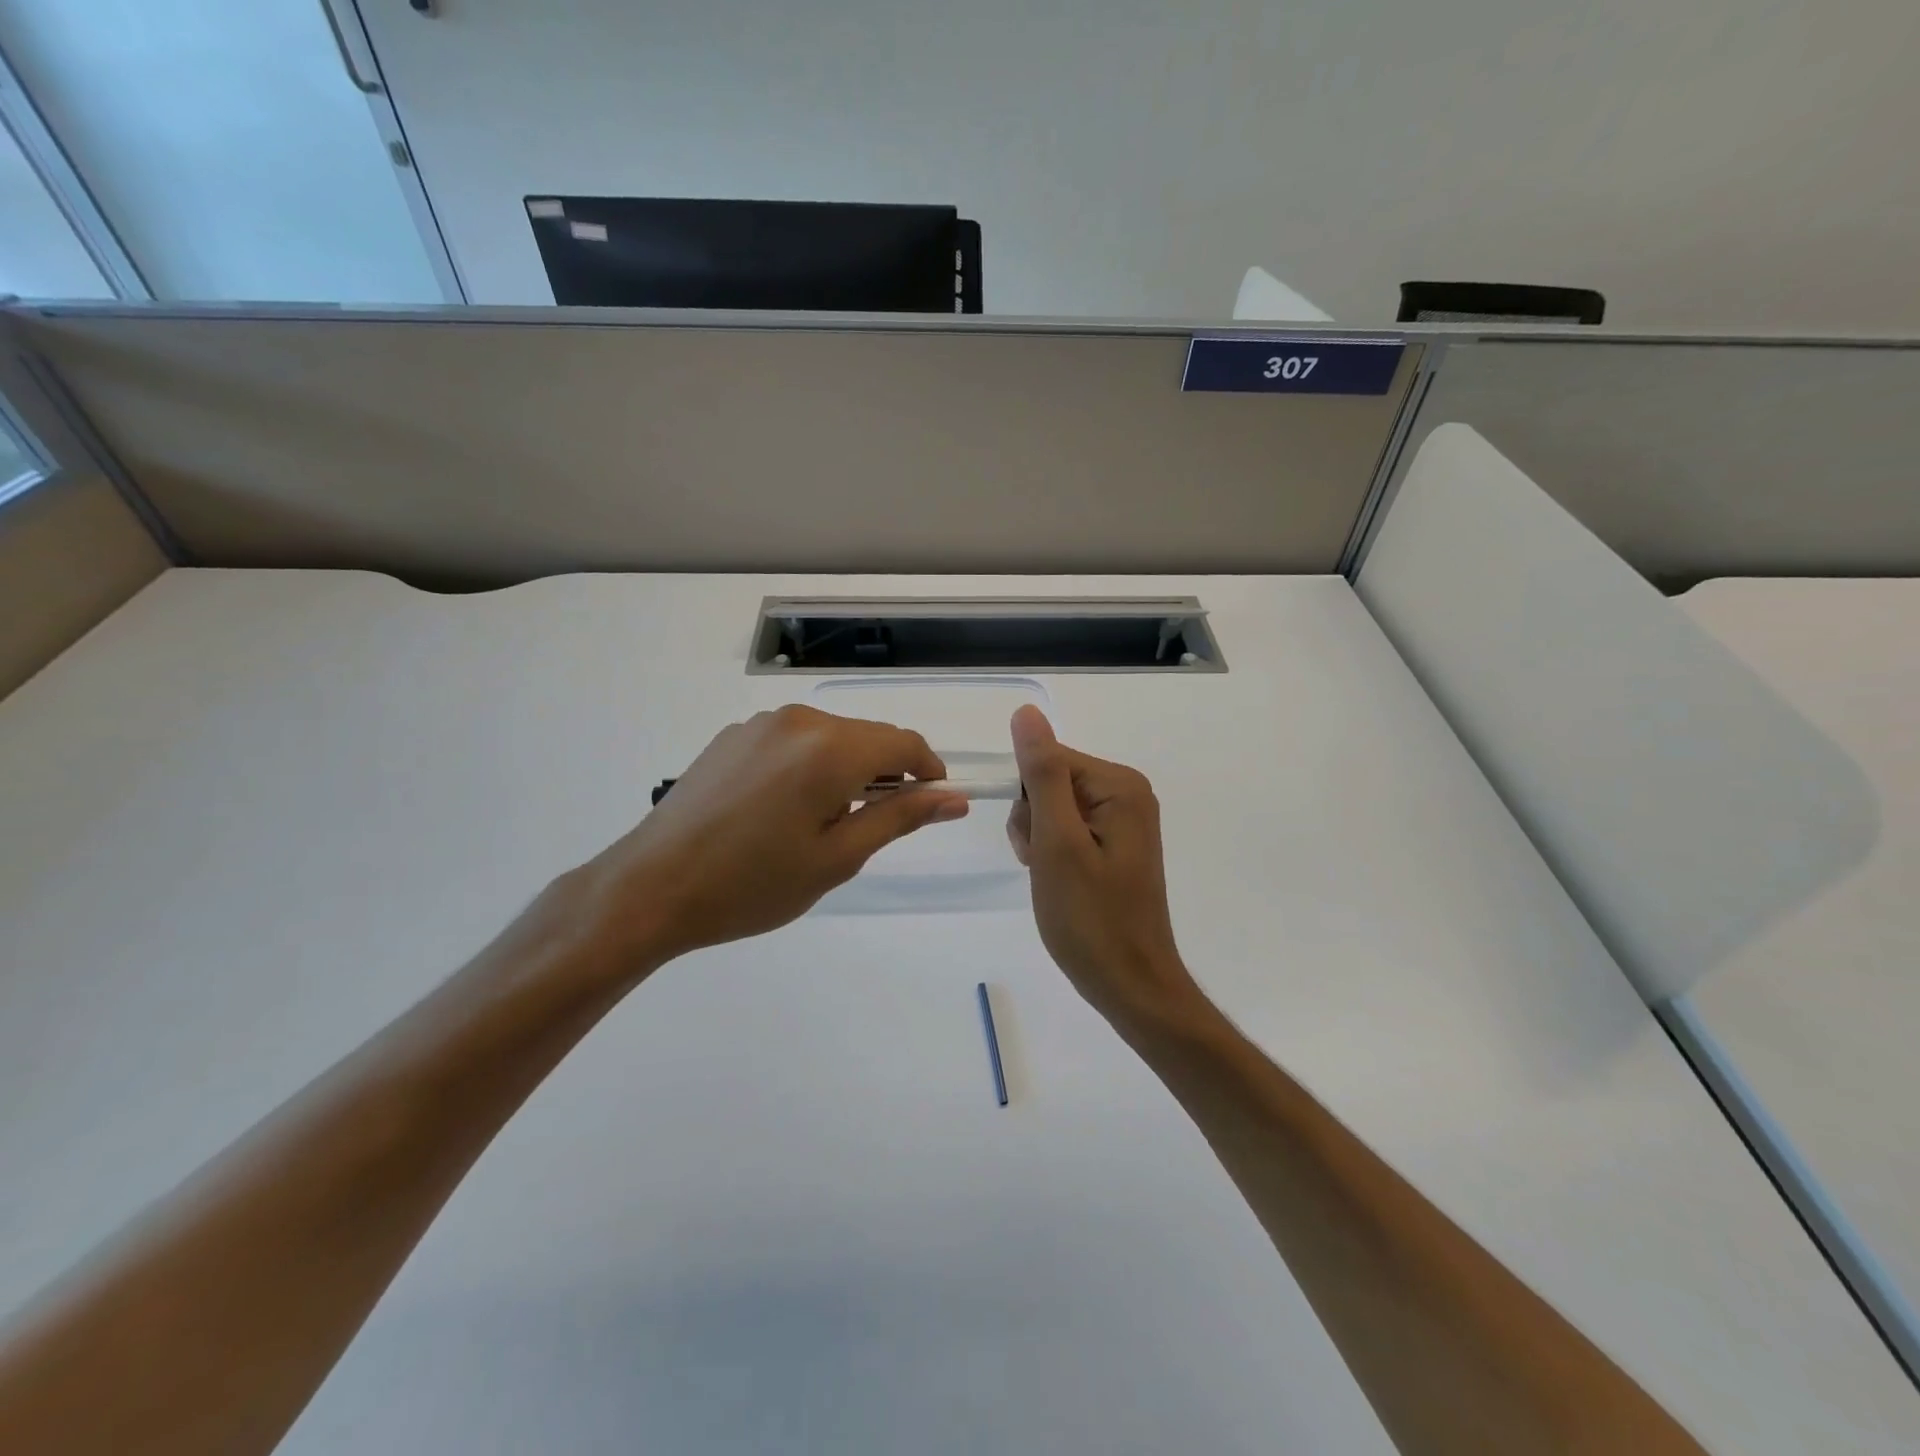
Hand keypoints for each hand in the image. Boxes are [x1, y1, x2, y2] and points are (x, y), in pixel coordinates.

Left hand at [575, 705, 968, 968]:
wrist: (651, 888)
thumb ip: (899, 818)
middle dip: (886, 772)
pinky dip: (810, 764)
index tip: (933, 803)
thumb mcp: (837, 858)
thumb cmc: (753, 884)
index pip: (904, 742)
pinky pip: (793, 740)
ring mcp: (760, 723)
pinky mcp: (733, 735)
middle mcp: (798, 720)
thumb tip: (954, 798)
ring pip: (830, 737)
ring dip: (846, 768)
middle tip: (876, 825)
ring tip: (825, 822)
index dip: (928, 771)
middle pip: (867, 736)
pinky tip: (785, 808)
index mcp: (830, 748)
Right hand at [1006, 706, 1201, 1033]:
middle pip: (1050, 782)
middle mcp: (1127, 794)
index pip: (1047, 760)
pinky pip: (1068, 830)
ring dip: (1039, 841)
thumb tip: (1026, 713)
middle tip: (1046, 866)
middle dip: (1034, 823)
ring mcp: (1123, 821)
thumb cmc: (1090, 918)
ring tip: (1053, 880)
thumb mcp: (1057, 843)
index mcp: (1119, 786)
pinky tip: (1060, 883)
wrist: (1130, 985)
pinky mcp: (1115, 845)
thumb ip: (1041, 774)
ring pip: (1052, 808)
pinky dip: (1053, 854)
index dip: (1028, 801)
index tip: (1037, 845)